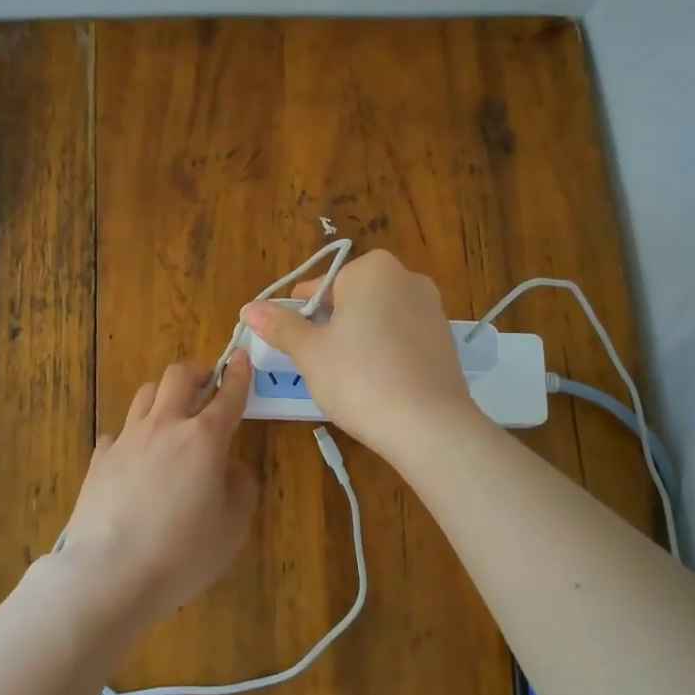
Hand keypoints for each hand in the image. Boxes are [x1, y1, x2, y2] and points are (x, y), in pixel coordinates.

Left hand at [55, 352, 256, 625]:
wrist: (109, 573)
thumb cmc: (182, 553)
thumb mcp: (233, 527)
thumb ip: (241, 488)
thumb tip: (231, 468)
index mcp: (204, 438)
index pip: (228, 394)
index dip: (239, 373)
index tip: (242, 357)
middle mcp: (165, 426)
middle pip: (179, 376)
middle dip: (198, 372)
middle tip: (207, 384)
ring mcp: (127, 439)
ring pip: (146, 394)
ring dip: (164, 396)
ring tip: (172, 414)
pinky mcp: (100, 459)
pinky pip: (119, 432)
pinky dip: (133, 435)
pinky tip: (135, 457)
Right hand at [239, 250, 486, 460]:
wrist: (429, 425)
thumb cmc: (359, 378)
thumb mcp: (311, 352)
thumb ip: (281, 326)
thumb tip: (249, 308)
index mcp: (372, 269)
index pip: (320, 286)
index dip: (300, 315)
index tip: (291, 344)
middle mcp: (406, 277)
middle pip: (352, 299)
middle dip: (331, 326)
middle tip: (317, 363)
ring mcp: (431, 308)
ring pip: (378, 318)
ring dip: (358, 339)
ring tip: (346, 377)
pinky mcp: (445, 338)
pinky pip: (402, 338)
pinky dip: (386, 353)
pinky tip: (378, 384)